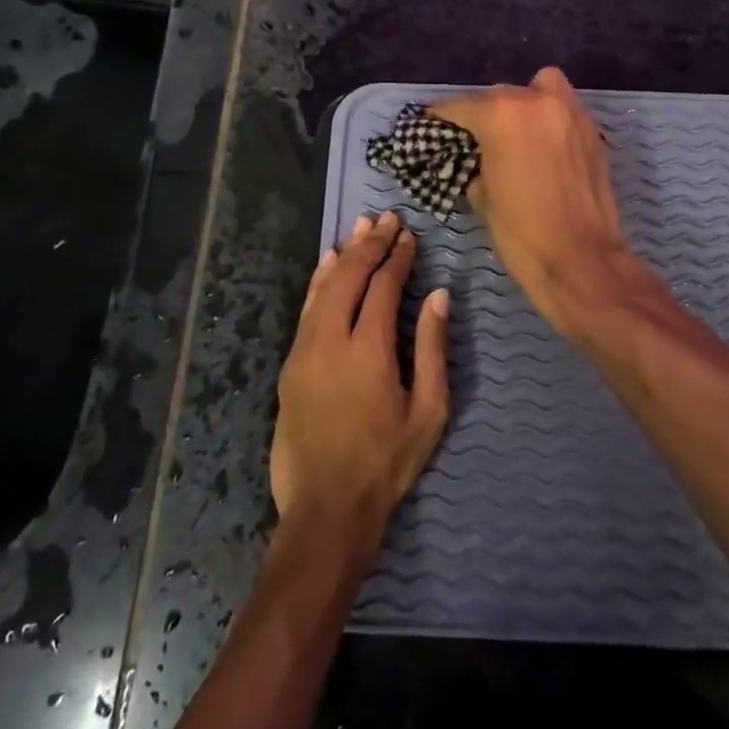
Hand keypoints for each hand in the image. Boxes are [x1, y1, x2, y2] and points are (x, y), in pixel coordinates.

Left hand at [270, 210, 449, 557]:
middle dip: (370, 244)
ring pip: (323, 288)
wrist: (326, 509)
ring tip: (361, 228)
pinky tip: (327, 265)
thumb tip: (438, 295)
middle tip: (387, 219)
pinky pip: (306, 310)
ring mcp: (304, 351)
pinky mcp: (290, 364)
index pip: (383, 286)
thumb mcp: (428, 411)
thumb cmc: (387, 463)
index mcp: (370, 350)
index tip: (409, 236)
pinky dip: (319, 282)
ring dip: (345, 255)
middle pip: (350, 276)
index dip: (397, 258)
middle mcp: (331, 340)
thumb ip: (432, 348)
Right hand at [432, 68, 650, 342]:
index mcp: (502, 115)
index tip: (431, 121)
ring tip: (516, 132)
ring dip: (523, 103)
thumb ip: (475, 161)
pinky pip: (564, 110)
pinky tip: (542, 147)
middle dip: (484, 113)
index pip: (461, 106)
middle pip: (500, 94)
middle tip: (475, 138)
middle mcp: (537, 101)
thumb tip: (476, 155)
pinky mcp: (593, 132)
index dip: (441, 116)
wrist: (581, 261)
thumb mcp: (481, 196)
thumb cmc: (521, 233)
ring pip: (540, 88)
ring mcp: (571, 113)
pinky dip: (549, 119)